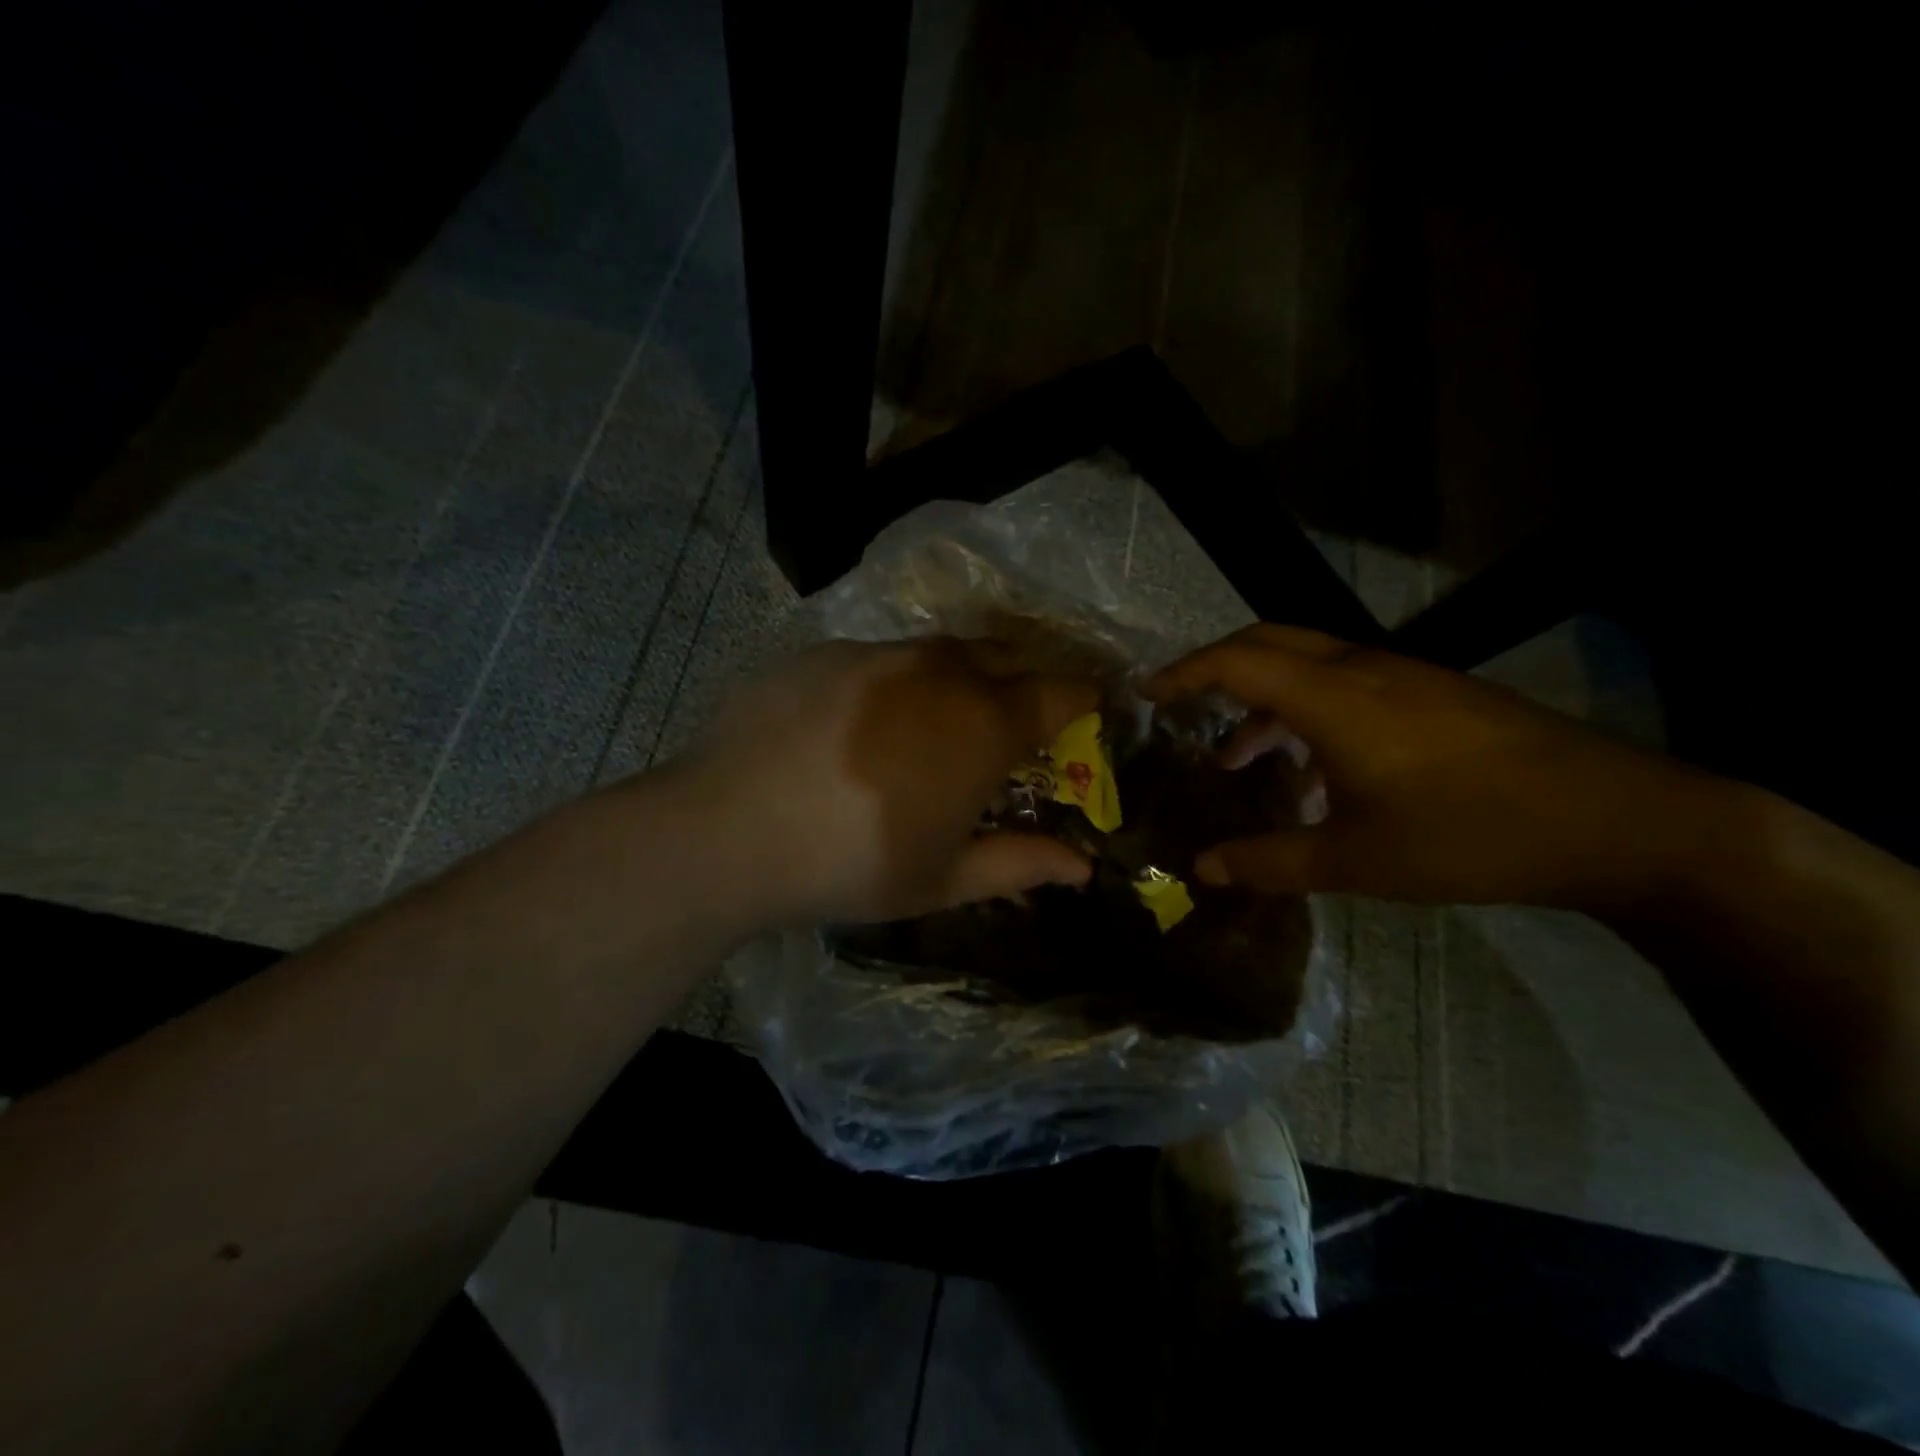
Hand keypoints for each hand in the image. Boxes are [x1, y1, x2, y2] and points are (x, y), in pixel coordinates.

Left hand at [682, 638, 1099, 925]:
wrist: (727, 829)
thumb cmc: (851, 863)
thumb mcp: (944, 879)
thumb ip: (1020, 864)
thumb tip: (1082, 868)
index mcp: (984, 724)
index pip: (1060, 693)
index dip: (1082, 701)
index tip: (1087, 713)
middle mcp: (940, 672)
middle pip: (1007, 657)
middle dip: (1025, 680)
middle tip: (1016, 720)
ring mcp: (879, 654)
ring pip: (943, 652)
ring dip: (961, 677)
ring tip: (941, 720)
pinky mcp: (826, 652)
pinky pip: (882, 658)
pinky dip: (897, 683)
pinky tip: (866, 724)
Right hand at [1147, 624, 1722, 908]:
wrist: (1617, 822)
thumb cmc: (1470, 837)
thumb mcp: (1356, 860)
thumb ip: (1270, 861)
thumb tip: (1201, 869)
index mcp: (1335, 699)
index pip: (1237, 661)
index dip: (1184, 673)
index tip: (1145, 694)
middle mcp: (1364, 670)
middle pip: (1269, 640)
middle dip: (1216, 667)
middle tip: (1181, 706)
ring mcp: (1406, 675)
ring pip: (1309, 662)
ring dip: (1264, 696)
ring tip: (1238, 757)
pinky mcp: (1436, 692)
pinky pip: (1348, 682)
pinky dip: (1307, 708)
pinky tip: (1315, 769)